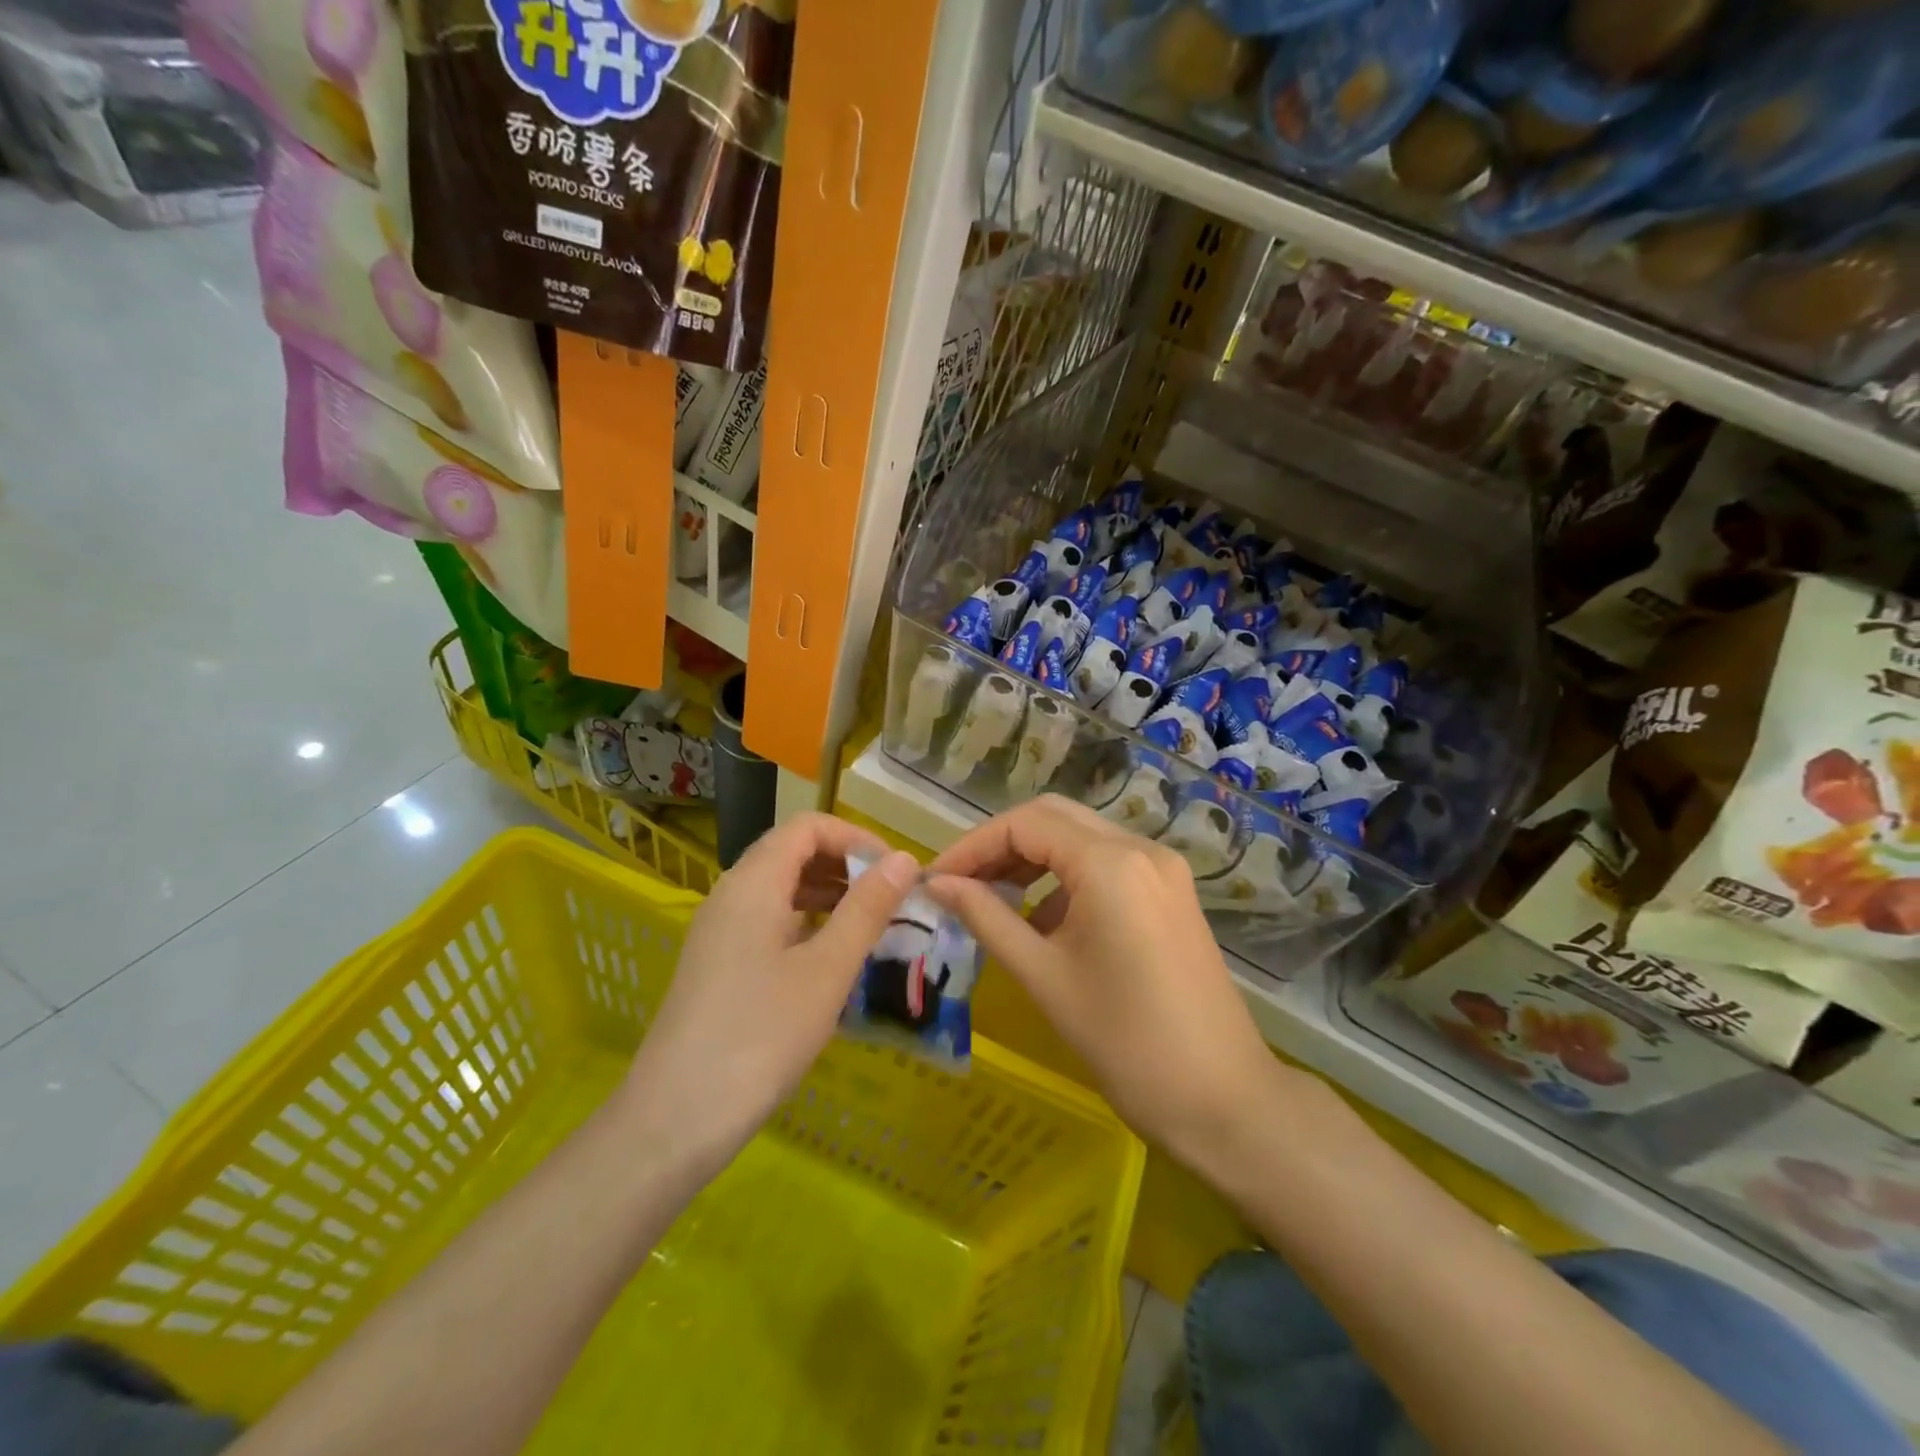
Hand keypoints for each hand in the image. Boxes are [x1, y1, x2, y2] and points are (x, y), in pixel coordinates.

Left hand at [619, 814, 918, 1177]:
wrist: (675, 1120)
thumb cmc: (760, 1036)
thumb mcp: (827, 971)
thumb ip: (867, 909)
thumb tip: (903, 858)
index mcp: (753, 883)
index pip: (808, 827)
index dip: (856, 837)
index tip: (895, 872)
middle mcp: (731, 894)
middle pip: (792, 852)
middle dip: (845, 865)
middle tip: (890, 900)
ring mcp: (719, 930)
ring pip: (780, 888)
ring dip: (828, 894)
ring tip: (870, 926)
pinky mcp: (717, 963)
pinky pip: (768, 921)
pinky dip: (806, 923)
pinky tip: (831, 959)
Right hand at [927, 797, 1281, 1168]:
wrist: (1222, 1100)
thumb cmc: (1124, 1042)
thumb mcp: (1043, 976)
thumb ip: (986, 918)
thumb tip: (938, 884)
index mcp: (1110, 863)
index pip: (1025, 824)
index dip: (972, 846)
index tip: (935, 880)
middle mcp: (1141, 849)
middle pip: (1054, 818)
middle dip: (1001, 844)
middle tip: (961, 883)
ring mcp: (1163, 869)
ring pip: (1082, 838)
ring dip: (1033, 858)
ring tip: (992, 900)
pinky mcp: (1171, 893)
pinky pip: (1108, 864)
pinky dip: (1067, 878)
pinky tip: (1044, 921)